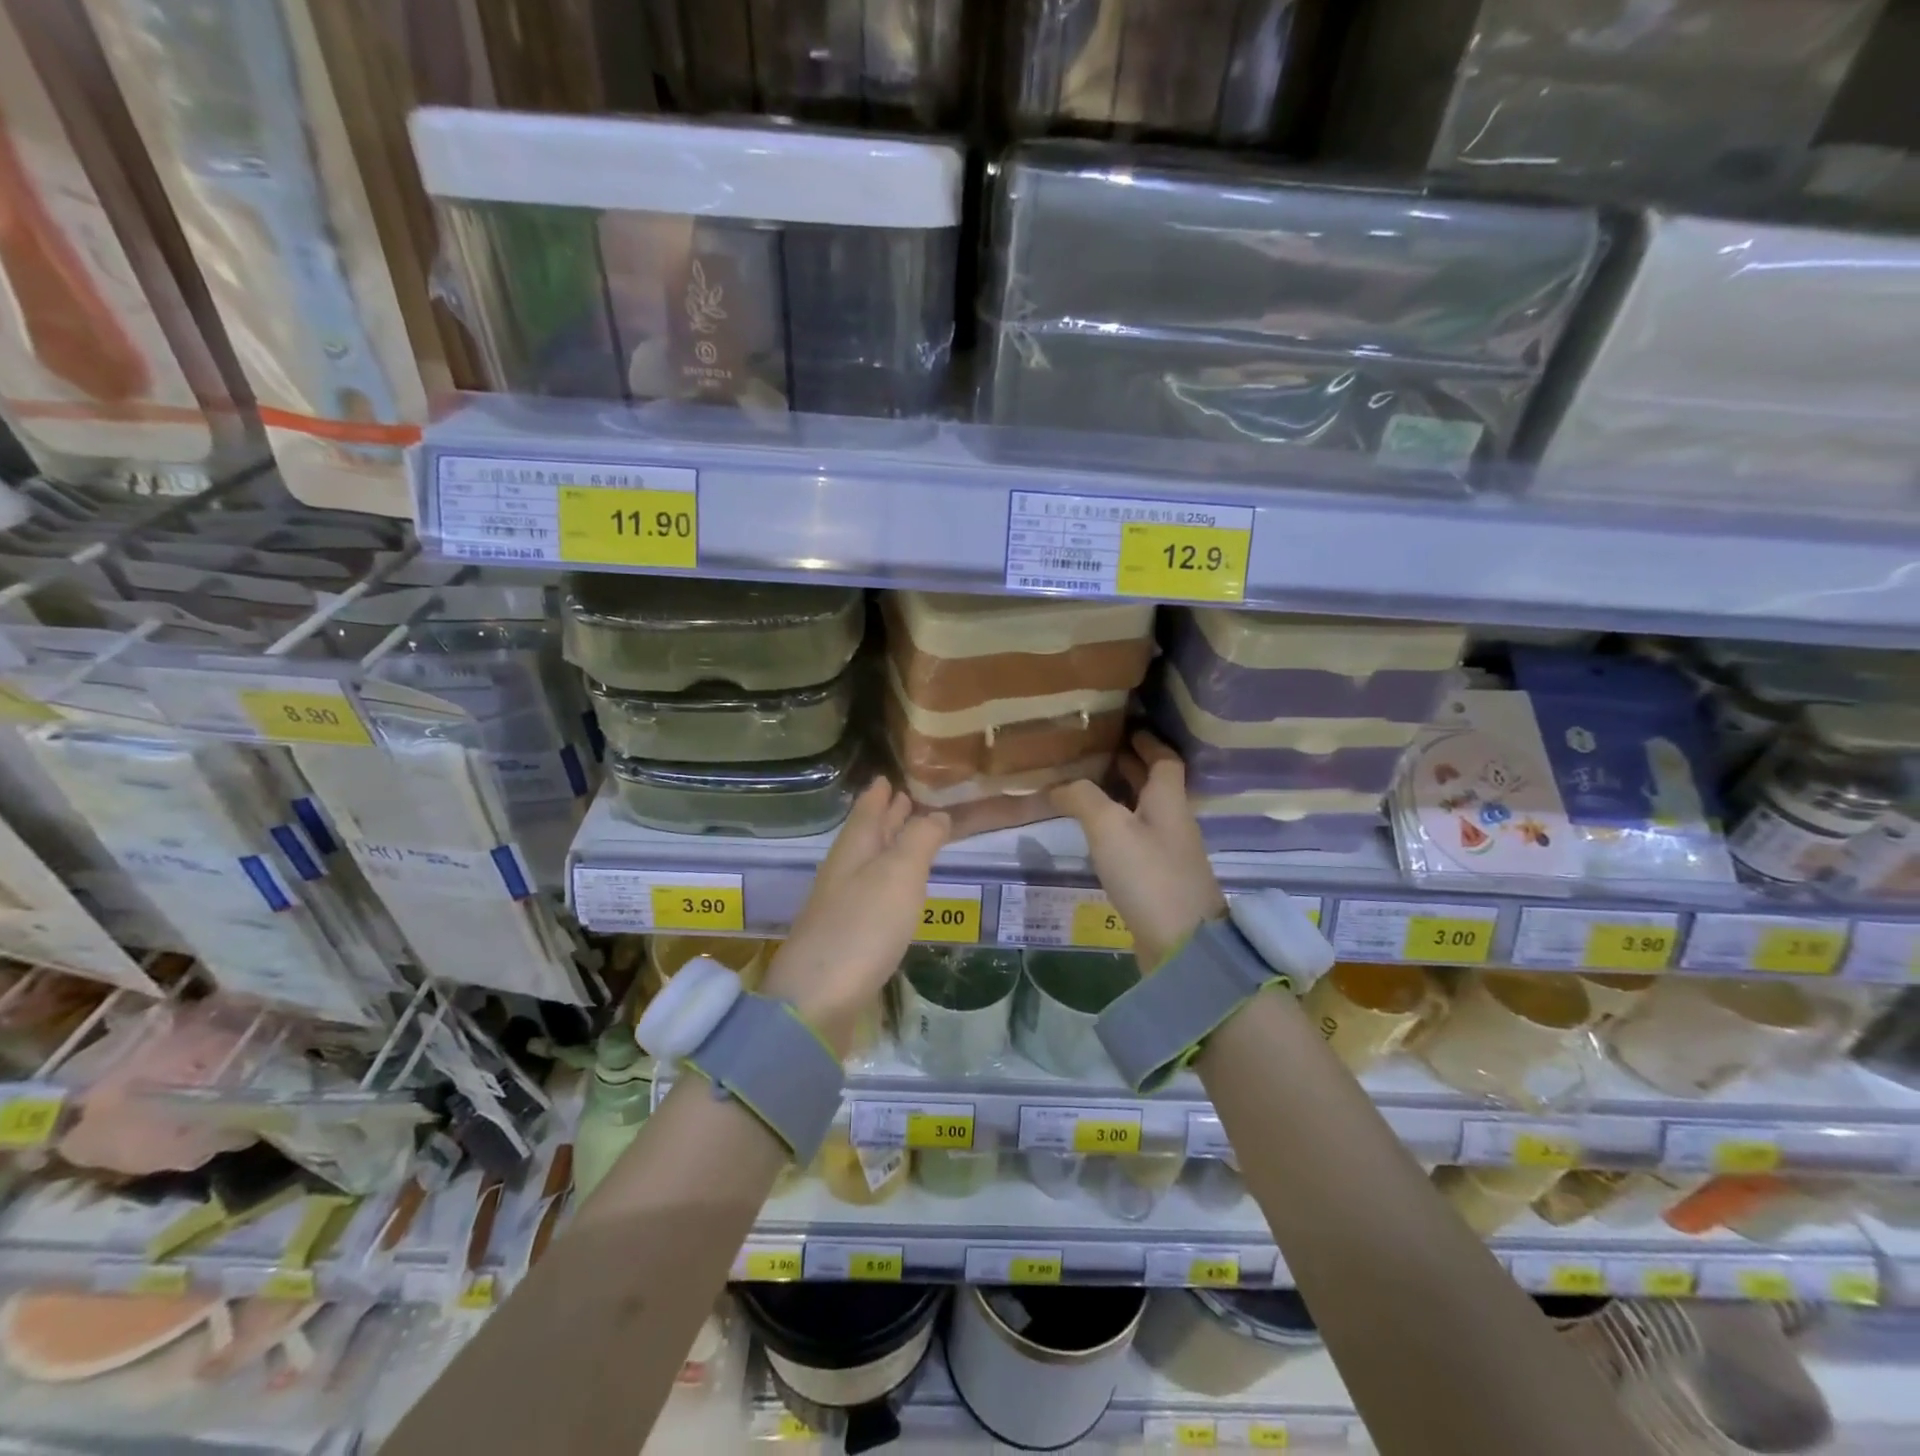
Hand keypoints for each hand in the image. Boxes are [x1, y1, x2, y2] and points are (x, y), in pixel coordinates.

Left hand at [761, 781, 949, 1058]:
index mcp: (853, 850)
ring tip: (906, 837)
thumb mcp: (899, 874)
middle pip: (864, 837)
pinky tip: (894, 892)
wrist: (816, 1001)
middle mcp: (842, 873)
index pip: (866, 812)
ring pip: (866, 865)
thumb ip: (919, 840)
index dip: (878, 794)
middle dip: (883, 817)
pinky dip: (885, 882)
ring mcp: (840, 908)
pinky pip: (869, 895)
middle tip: (902, 798)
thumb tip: (935, 813)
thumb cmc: (862, 927)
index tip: (886, 776)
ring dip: (885, 848)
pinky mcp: (846, 939)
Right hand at [1050, 732, 1226, 970]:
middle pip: (1154, 785)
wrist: (1182, 944)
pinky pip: (1137, 841)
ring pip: (1144, 813)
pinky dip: (1118, 829)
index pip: (1165, 759)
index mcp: (1168, 801)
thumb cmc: (1148, 875)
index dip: (1148, 741)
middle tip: (1095, 754)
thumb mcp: (1108, 827)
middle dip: (1129, 766)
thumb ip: (1082, 798)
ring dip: (1121, 797)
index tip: (1126, 728)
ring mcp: (1169, 854)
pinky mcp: (1160, 881)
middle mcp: (1173, 822)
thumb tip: (1057, 785)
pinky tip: (1095, 836)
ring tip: (1086, 789)